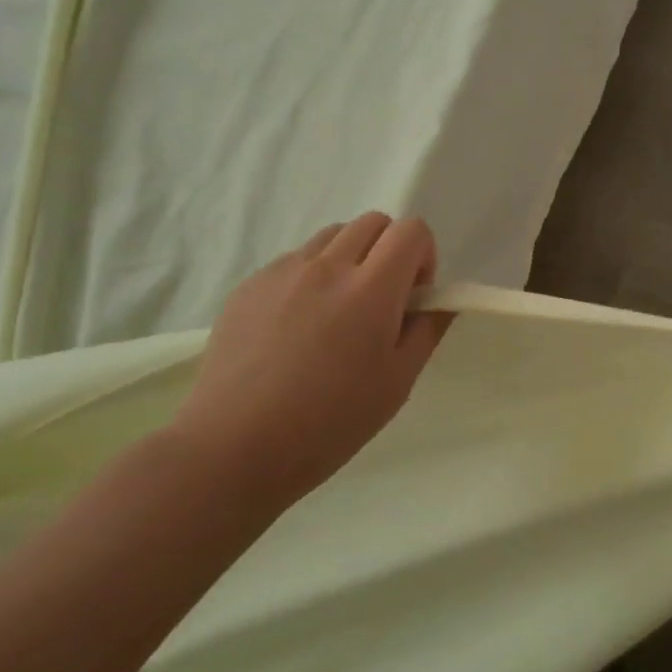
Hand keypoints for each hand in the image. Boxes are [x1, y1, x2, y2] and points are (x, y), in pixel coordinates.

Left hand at [171, 213, 452, 519]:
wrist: (232, 449)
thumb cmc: (329, 423)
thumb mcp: (398, 383)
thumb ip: (427, 329)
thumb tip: (440, 300)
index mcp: (371, 288)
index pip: (412, 230)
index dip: (423, 256)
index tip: (413, 297)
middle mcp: (328, 266)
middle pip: (374, 222)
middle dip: (389, 251)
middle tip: (380, 302)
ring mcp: (283, 272)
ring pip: (332, 235)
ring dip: (349, 258)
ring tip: (337, 311)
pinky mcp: (249, 285)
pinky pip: (295, 260)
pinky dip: (311, 276)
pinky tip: (297, 327)